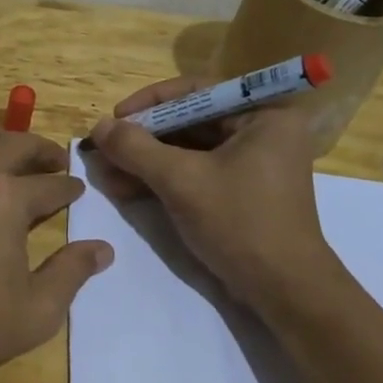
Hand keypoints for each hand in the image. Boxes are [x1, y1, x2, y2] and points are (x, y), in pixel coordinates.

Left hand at [0, 117, 114, 382]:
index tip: (77, 192)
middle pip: (18, 143)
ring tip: (9, 160)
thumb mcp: (35, 313)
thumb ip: (72, 273)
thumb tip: (102, 249)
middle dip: (44, 152)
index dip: (70, 188)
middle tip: (55, 164)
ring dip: (0, 139)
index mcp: (7, 199)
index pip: (52, 183)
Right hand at [88, 77, 342, 313]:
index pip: (197, 91)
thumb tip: (99, 126)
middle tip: (104, 149)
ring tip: (105, 174)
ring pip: (187, 150)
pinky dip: (161, 180)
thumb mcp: (181, 181)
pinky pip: (195, 173)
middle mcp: (261, 131)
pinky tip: (124, 189)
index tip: (115, 117)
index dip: (150, 102)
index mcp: (263, 115)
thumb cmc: (240, 223)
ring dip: (145, 162)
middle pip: (189, 121)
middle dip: (142, 139)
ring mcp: (251, 163)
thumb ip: (137, 149)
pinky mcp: (240, 191)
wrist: (283, 290)